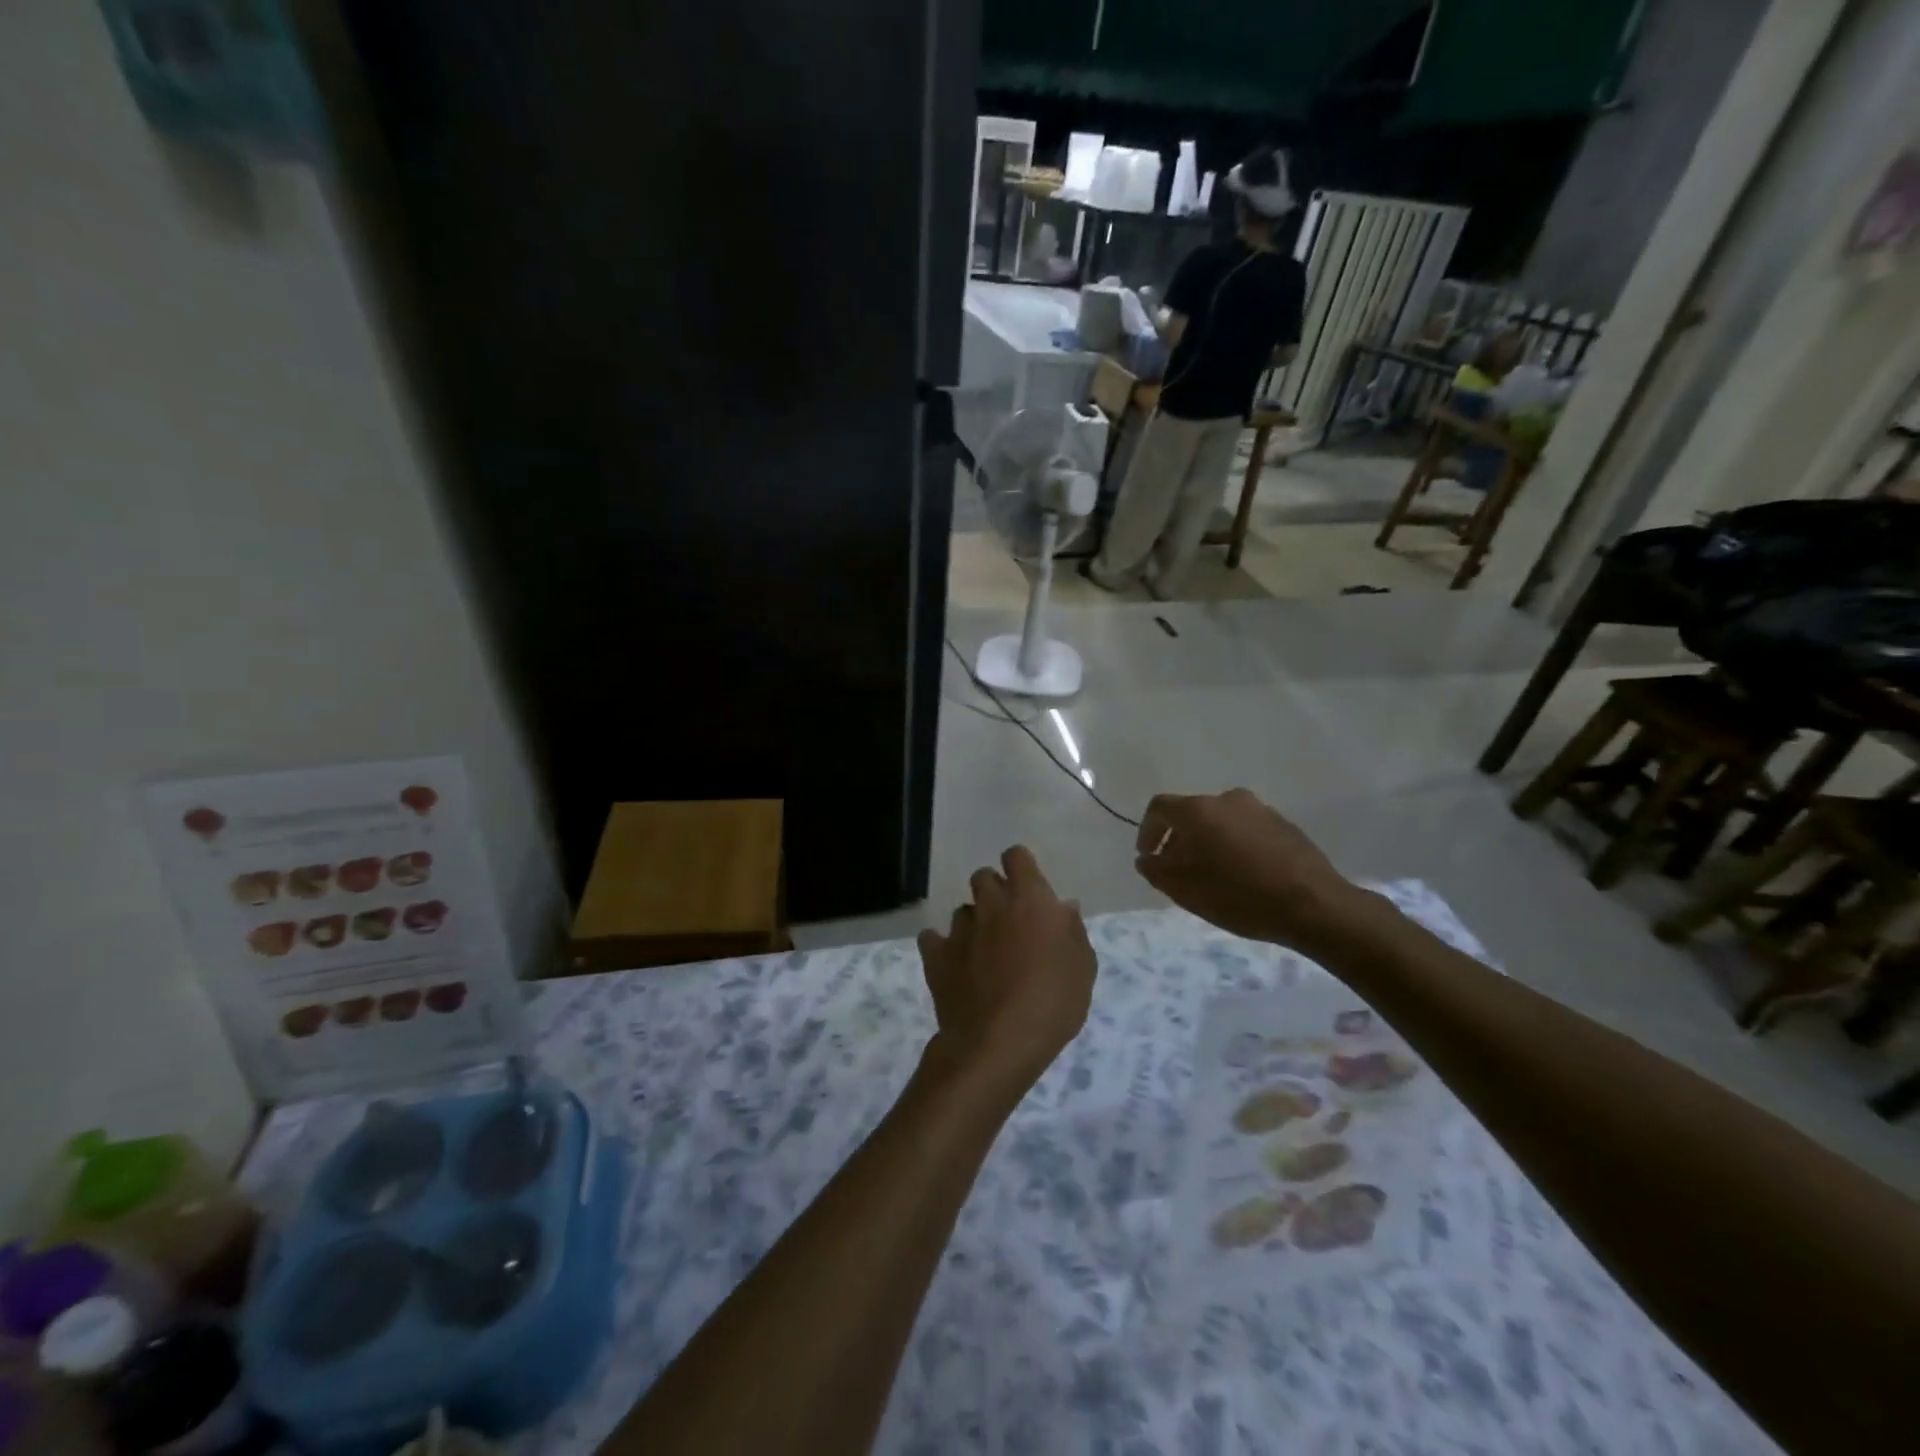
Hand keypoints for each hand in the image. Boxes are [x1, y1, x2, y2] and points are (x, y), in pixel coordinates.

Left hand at [917, 846, 1096, 1096]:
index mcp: (1029, 899)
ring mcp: (959, 929)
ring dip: (973, 924)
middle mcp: (991, 904)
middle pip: (984, 877)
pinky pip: (933, 939)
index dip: (1020, 867)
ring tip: (984, 954)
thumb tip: (1063, 908)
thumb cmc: (1052, 1003)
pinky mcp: (936, 955)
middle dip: (994, 893)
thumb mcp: (1082, 968)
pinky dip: (942, 947)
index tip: (1028, 888)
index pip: (1016, 856)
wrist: (998, 1043)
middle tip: (1009, 924)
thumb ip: (1072, 931)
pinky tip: (954, 966)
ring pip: (962, 911)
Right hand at [1133, 789, 1364, 950]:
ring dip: (1208, 842)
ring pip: (1220, 821)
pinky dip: (1234, 845)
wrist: (1314, 905)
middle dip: (1178, 840)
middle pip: (1191, 814)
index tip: (1148, 857)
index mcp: (1200, 810)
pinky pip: (1246, 829)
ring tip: (1211, 875)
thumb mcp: (1187, 891)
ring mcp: (1260, 809)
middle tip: (1178, 871)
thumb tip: (1146, 859)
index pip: (1160, 808)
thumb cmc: (1240, 897)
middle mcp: (1228, 799)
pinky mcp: (1284, 824)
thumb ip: (1158, 871)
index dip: (1147, 831)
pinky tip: (1242, 875)